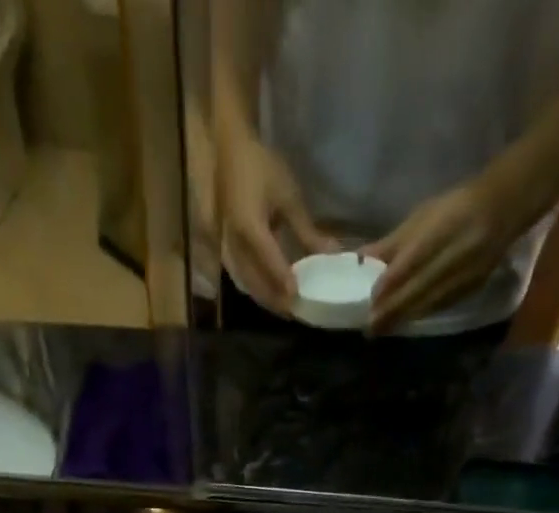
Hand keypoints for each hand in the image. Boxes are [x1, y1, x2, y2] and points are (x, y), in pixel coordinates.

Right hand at [220, 129, 336, 313]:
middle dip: (276, 300)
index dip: (283, 281)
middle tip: (297, 313)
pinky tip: (273, 296)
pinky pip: (243, 279)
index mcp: (249, 226)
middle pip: (255, 282)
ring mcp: (228, 250)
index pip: (268, 260)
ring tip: (288, 310)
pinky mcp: (228, 252)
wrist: (230, 152)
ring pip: (248, 286)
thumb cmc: (262, 168)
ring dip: (267, 300)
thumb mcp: (288, 196)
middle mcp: (234, 244)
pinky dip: (259, 291)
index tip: (298, 298)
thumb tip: (330, 255)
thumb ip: (307, 231)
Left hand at [362, 177, 521, 333]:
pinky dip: (421, 314)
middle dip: (393, 309)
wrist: (503, 209)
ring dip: (404, 318)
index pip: (411, 261)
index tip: (371, 300)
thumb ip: (393, 243)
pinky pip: (441, 305)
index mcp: (442, 230)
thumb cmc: (454, 208)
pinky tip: (405, 322)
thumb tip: (361, 258)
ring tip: (382, 330)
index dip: (391, 283)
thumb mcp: (423, 217)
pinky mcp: (472, 287)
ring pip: (429, 301)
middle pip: (419, 288)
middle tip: (370, 327)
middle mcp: (455, 254)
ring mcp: (465, 273)